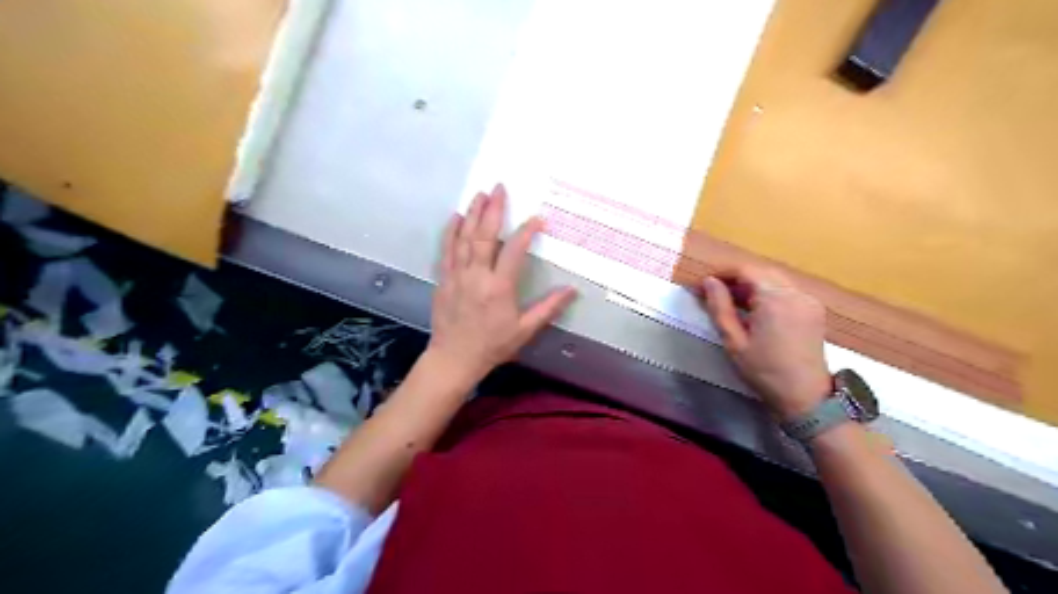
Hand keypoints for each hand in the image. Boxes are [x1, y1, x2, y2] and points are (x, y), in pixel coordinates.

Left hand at [427, 182, 578, 382]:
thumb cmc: (493, 345)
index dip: (526, 232)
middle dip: (492, 210)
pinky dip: (451, 232)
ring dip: (471, 214)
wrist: (454, 358)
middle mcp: (477, 276)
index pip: (514, 251)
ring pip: (464, 238)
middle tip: (499, 188)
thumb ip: (548, 308)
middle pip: (484, 236)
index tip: (537, 218)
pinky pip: (447, 250)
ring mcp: (457, 275)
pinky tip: (455, 218)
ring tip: (479, 195)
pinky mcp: (444, 279)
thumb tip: (572, 290)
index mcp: (499, 287)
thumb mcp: (524, 330)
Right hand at [701, 265, 835, 421]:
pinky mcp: (814, 309)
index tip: (703, 284)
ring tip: (731, 301)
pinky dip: (768, 292)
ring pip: (774, 279)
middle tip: (714, 292)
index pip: (745, 270)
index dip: (722, 273)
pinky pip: (787, 290)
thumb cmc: (764, 371)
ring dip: (751, 284)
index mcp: (775, 299)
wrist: (805, 396)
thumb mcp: (734, 341)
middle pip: (761, 271)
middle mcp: (795, 292)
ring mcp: (808, 299)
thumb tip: (709, 282)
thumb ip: (720, 307)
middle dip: (735, 277)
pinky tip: (755, 309)